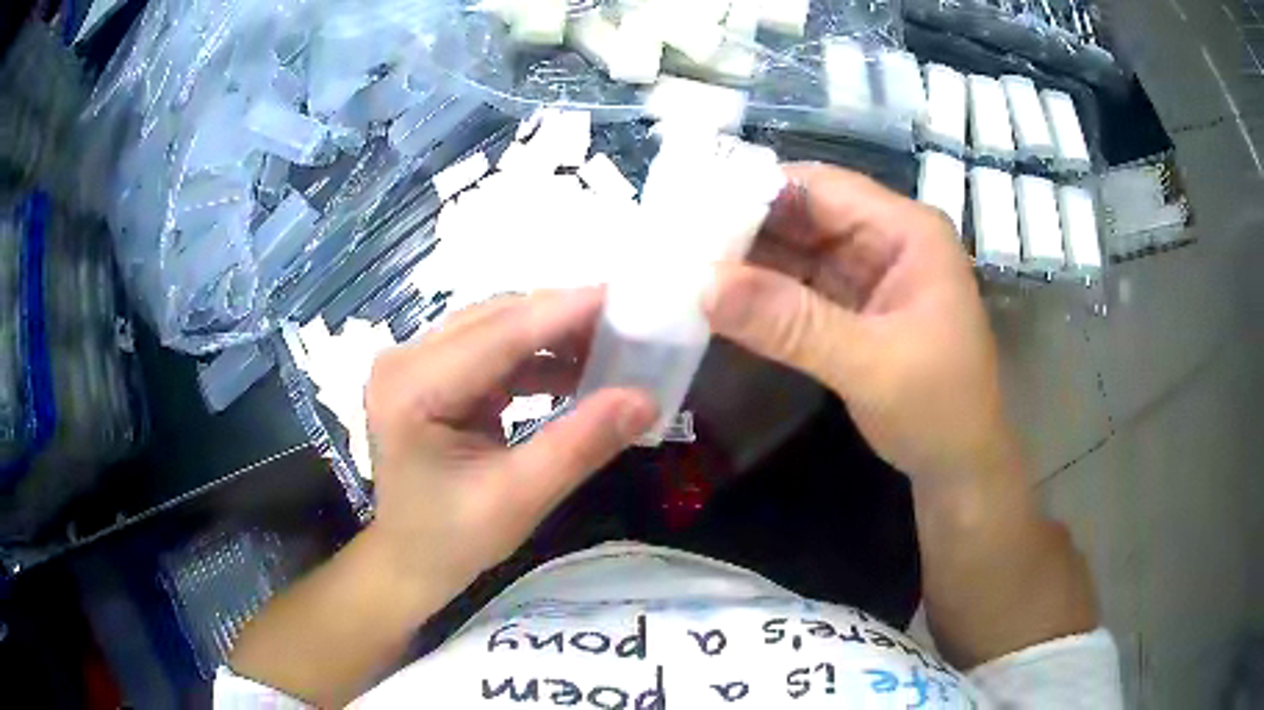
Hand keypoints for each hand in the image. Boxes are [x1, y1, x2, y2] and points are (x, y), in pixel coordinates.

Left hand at [363, 289, 656, 604]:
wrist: (411, 560)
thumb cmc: (453, 539)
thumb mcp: (519, 499)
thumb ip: (580, 445)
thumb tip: (646, 398)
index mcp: (412, 388)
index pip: (498, 335)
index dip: (566, 312)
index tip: (629, 298)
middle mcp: (406, 359)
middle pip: (496, 320)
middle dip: (565, 319)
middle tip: (631, 324)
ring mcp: (416, 363)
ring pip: (497, 328)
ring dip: (553, 336)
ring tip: (613, 347)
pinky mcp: (432, 373)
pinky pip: (492, 349)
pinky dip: (537, 357)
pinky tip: (577, 371)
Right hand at [704, 163, 1015, 481]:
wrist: (960, 467)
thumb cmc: (938, 409)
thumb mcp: (871, 366)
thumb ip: (792, 325)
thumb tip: (705, 286)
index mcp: (907, 231)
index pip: (821, 187)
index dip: (755, 190)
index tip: (690, 206)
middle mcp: (885, 239)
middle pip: (803, 214)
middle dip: (742, 226)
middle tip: (674, 239)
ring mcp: (866, 273)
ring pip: (794, 251)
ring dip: (745, 261)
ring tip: (680, 264)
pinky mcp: (850, 307)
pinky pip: (796, 287)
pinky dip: (760, 294)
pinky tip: (716, 299)